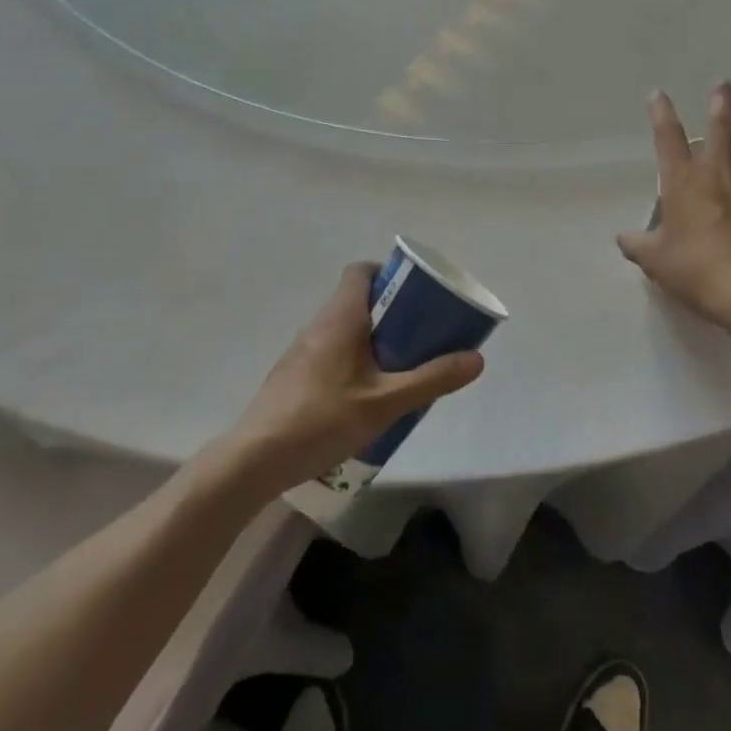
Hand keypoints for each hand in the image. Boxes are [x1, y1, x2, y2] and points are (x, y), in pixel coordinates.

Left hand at [222, 263, 484, 492]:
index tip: (413, 291)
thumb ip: (431, 379)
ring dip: (372, 337)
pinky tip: (365, 396)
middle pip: (356, 299)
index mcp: (341, 316)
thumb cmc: (322, 419)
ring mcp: (301, 350)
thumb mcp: (385, 403)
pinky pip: (330, 351)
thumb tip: (476, 358)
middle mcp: (319, 324)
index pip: (360, 271)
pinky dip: (352, 359)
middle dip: (390, 310)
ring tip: (399, 366)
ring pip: (343, 328)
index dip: (387, 272)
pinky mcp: (293, 375)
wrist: (254, 459)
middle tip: (419, 333)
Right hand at [617, 83, 730, 330]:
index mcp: (683, 184)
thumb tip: (623, 237)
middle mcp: (717, 177)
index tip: (658, 94)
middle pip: (720, 133)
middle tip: (724, 84)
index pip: (668, 140)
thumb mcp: (655, 260)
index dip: (662, 115)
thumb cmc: (694, 270)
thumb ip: (637, 245)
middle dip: (720, 106)